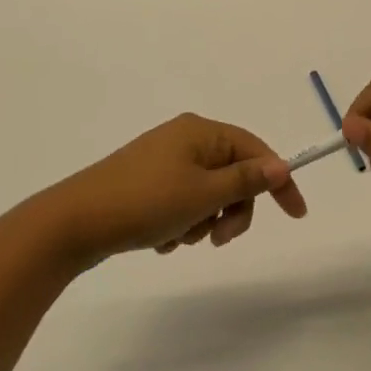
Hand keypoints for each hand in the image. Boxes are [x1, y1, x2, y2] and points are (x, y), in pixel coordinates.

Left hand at [34, 114, 307, 269]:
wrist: (75, 222)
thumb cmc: (146, 202)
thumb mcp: (204, 194)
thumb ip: (246, 180)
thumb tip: (281, 165)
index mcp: (201, 131)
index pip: (256, 150)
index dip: (279, 181)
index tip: (295, 215)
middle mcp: (184, 139)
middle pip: (233, 174)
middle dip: (232, 209)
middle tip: (219, 239)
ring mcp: (163, 161)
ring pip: (208, 194)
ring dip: (204, 221)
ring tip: (179, 238)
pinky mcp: (147, 183)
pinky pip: (182, 202)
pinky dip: (182, 223)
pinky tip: (162, 240)